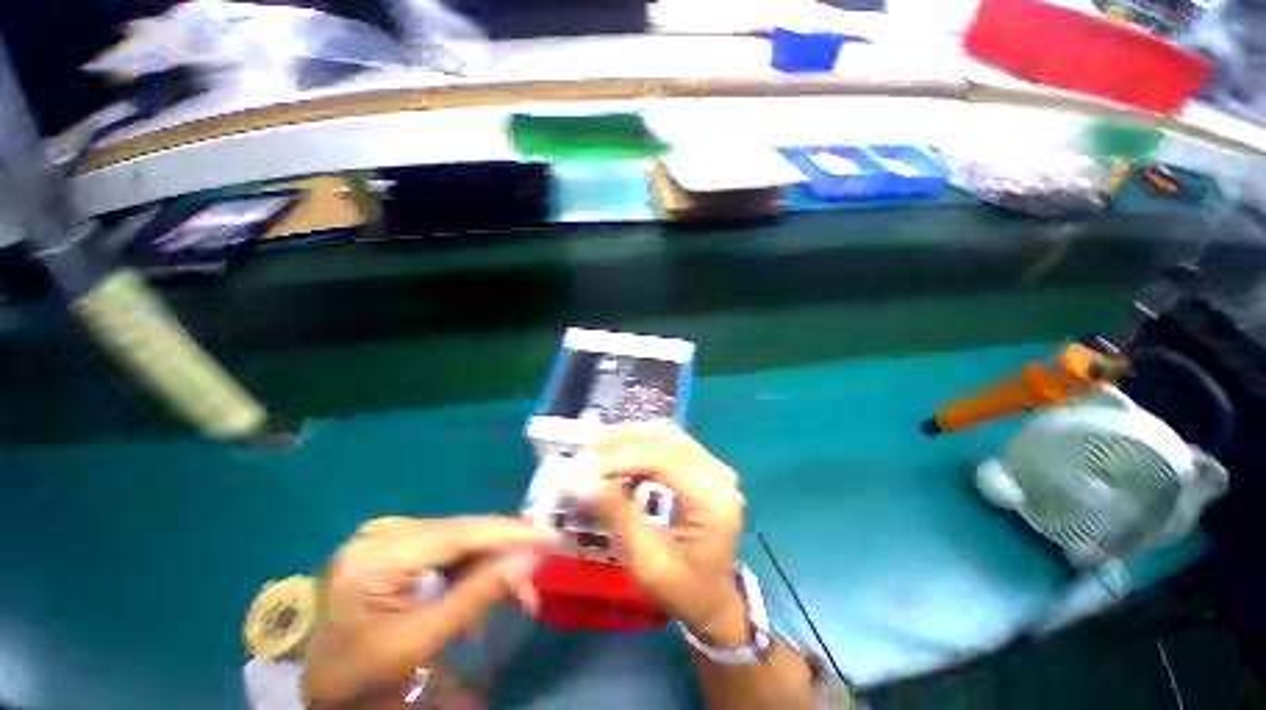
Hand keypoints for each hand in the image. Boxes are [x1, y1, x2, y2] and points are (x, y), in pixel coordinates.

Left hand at [303, 516, 552, 706]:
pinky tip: (484, 585)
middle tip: (536, 584)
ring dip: (492, 564)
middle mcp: (387, 529)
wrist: (324, 678)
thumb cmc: (364, 669)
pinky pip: (448, 546)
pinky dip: (472, 566)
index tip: (551, 537)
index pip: (461, 534)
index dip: (511, 534)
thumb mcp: (421, 640)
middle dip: (505, 557)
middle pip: (465, 534)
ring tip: (517, 594)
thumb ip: (478, 596)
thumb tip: (530, 559)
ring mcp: (390, 532)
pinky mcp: (397, 541)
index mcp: (381, 553)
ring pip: (462, 539)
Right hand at [592, 422, 748, 646]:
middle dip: (623, 442)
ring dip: (632, 438)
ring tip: (599, 449)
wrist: (714, 599)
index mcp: (712, 501)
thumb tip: (584, 481)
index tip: (586, 465)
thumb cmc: (683, 590)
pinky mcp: (706, 466)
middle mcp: (719, 474)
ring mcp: (715, 467)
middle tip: (587, 451)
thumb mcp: (646, 562)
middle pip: (666, 440)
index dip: (622, 457)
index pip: (663, 460)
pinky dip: (643, 444)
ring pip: (667, 435)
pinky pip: (671, 443)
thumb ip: (619, 514)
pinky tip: (622, 456)